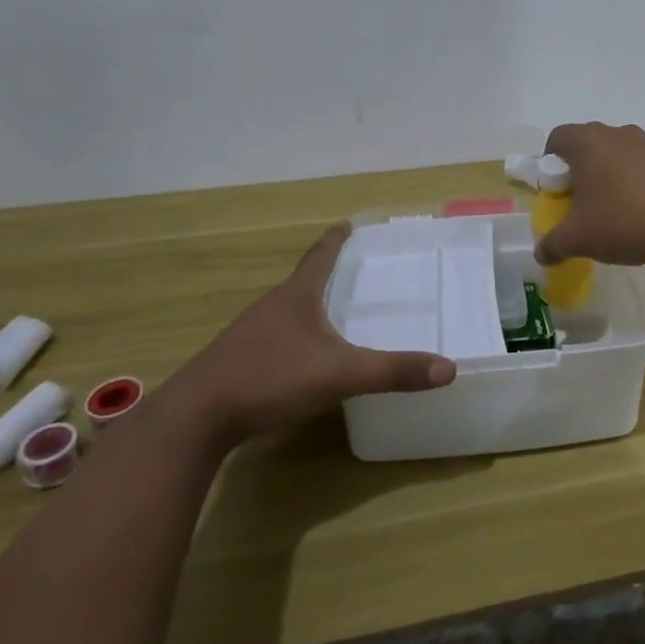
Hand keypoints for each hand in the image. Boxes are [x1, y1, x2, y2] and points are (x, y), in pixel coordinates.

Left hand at [166, 224, 453, 447]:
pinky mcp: (237, 361)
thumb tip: (449, 368)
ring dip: (311, 305)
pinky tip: (304, 357)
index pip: (320, 256)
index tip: (348, 224)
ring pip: (288, 310)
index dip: (336, 240)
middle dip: (329, 273)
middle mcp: (271, 306)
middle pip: (304, 281)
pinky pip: (276, 337)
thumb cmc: (269, 378)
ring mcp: (250, 334)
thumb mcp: (339, 374)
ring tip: (335, 312)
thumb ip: (393, 371)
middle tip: (357, 271)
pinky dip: (296, 335)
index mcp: (296, 296)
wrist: (195, 419)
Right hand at [533, 122, 644, 269]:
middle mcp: (616, 134)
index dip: (550, 161)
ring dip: (611, 173)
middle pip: (588, 142)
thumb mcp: (577, 240)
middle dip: (581, 168)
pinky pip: (644, 164)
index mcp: (587, 143)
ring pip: (618, 152)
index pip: (558, 137)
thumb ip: (552, 245)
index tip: (555, 189)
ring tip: (614, 208)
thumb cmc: (622, 224)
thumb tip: (541, 254)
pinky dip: (638, 180)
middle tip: (581, 200)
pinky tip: (643, 211)